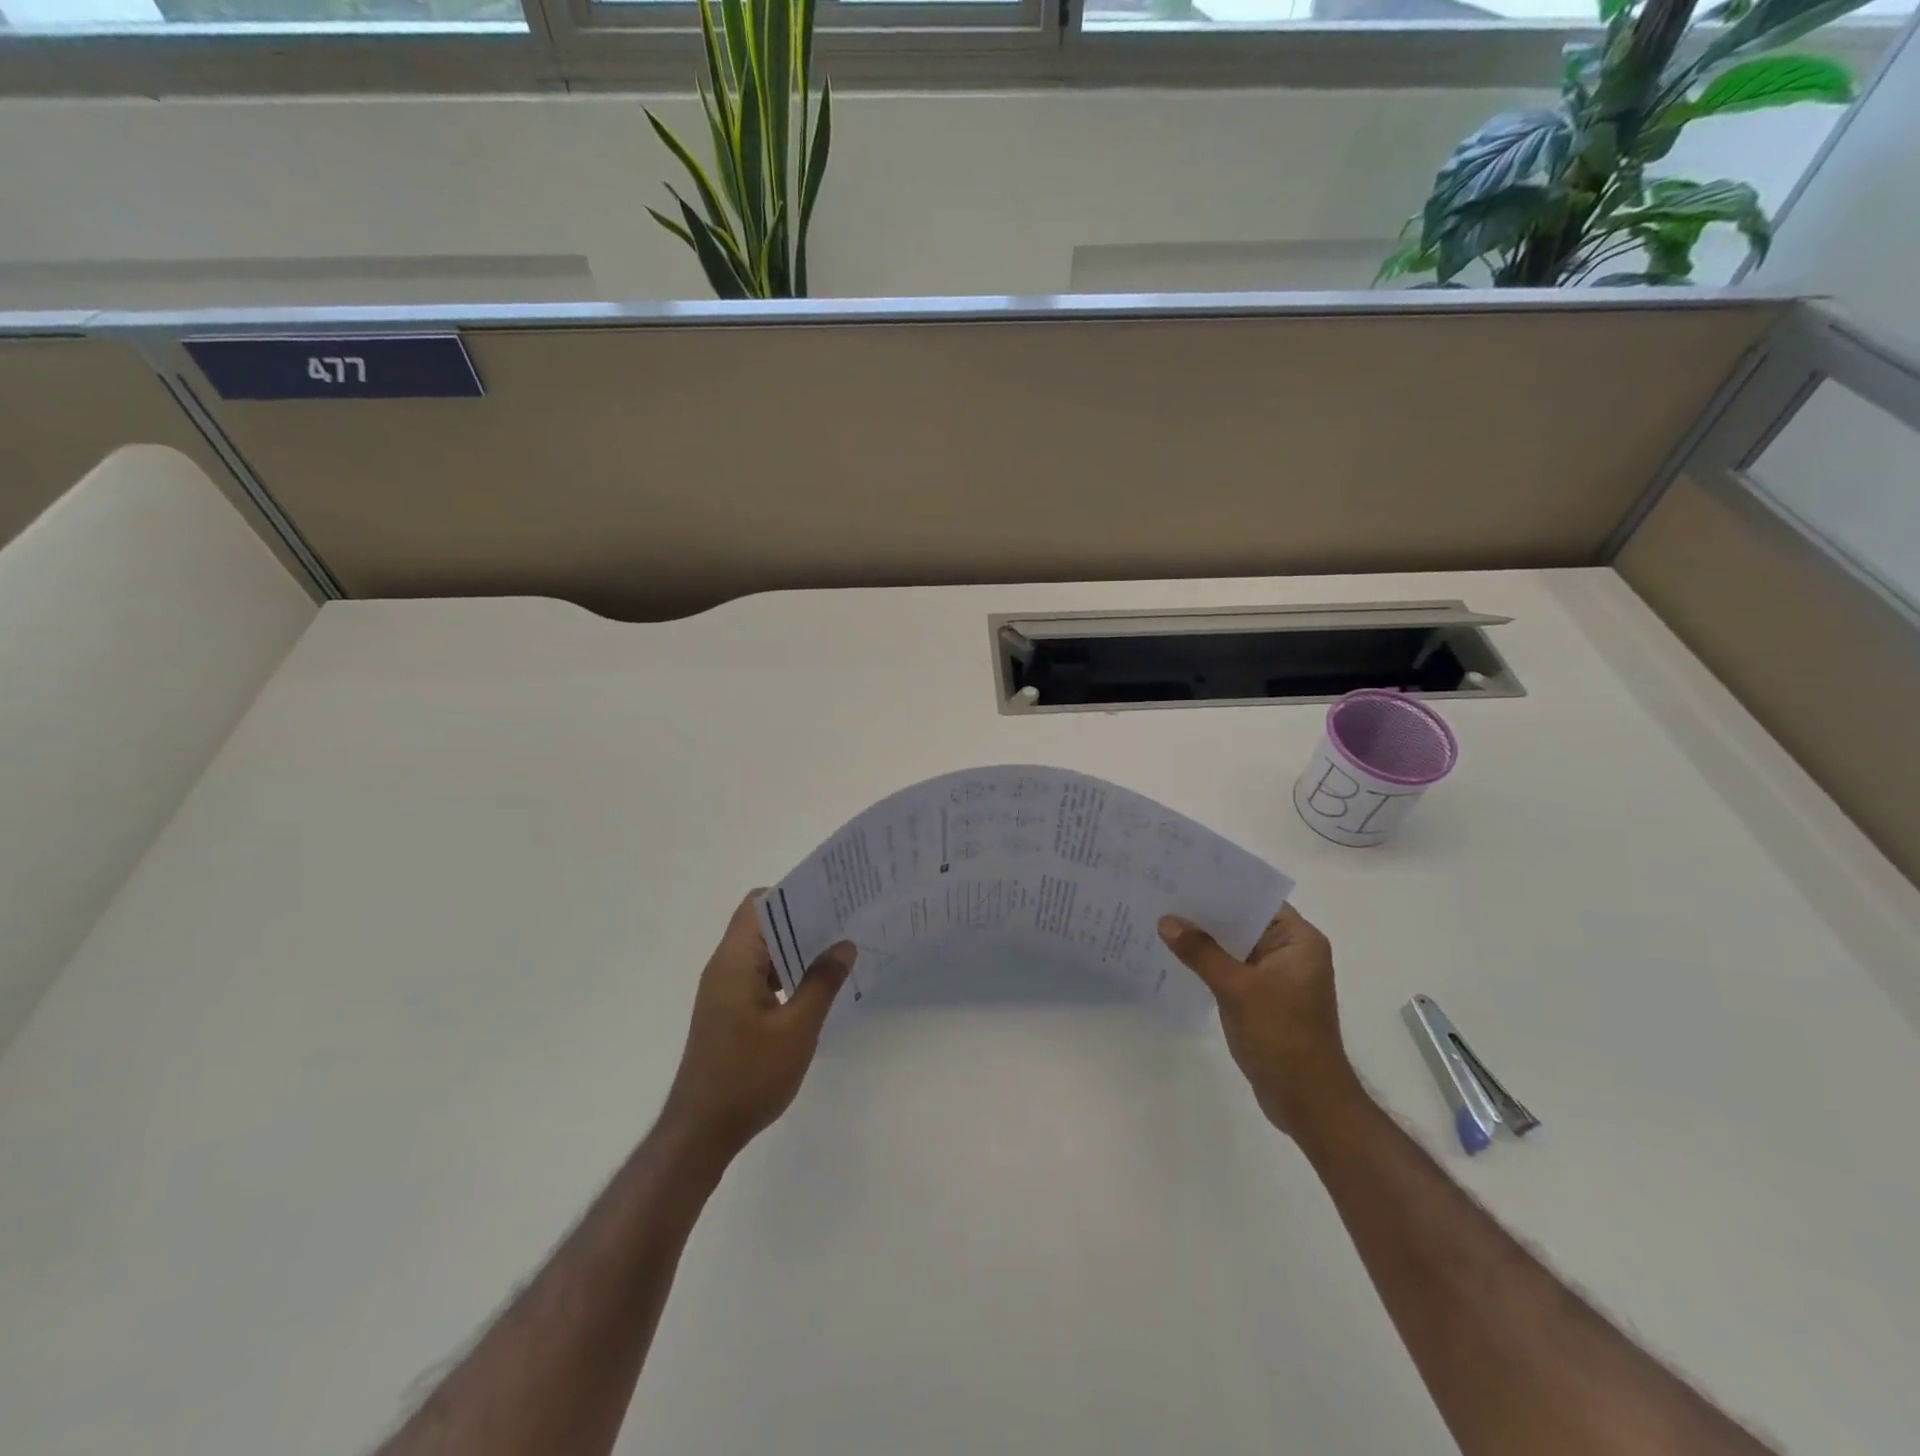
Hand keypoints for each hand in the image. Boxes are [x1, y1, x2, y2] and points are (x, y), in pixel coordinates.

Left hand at [661, 894, 855, 1160]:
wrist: (701, 1131)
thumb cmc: (749, 1076)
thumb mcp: (797, 1029)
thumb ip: (822, 982)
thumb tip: (844, 945)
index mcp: (735, 962)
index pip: (758, 903)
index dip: (792, 893)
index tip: (830, 896)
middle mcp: (724, 967)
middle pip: (761, 923)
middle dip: (801, 917)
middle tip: (845, 919)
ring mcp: (723, 990)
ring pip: (761, 950)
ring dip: (795, 946)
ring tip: (838, 947)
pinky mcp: (727, 1010)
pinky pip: (758, 974)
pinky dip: (785, 970)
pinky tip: (815, 984)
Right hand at [1158, 904, 1362, 1137]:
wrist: (1307, 1101)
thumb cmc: (1281, 1036)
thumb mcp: (1237, 988)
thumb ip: (1201, 952)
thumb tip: (1166, 921)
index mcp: (1299, 940)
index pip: (1258, 899)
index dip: (1223, 885)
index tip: (1184, 873)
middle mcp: (1291, 952)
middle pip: (1244, 921)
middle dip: (1207, 912)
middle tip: (1164, 893)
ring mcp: (1277, 976)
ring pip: (1235, 946)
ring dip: (1205, 939)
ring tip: (1163, 919)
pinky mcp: (1264, 997)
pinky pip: (1232, 968)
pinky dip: (1209, 962)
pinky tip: (1177, 956)